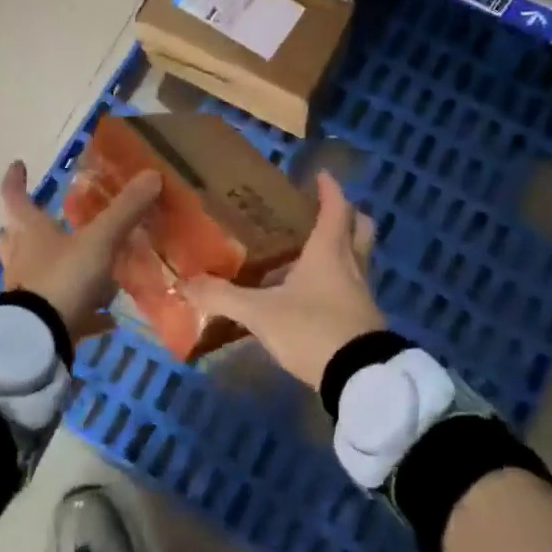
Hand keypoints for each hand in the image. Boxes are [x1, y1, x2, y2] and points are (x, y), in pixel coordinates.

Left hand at [0, 160, 160, 345]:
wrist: (39, 340)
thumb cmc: (63, 279)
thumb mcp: (99, 241)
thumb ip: (125, 210)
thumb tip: (152, 174)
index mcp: (30, 232)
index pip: (16, 198)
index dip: (16, 181)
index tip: (17, 165)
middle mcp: (24, 259)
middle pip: (19, 236)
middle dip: (30, 226)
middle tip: (46, 217)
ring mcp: (29, 292)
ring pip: (41, 273)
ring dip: (60, 267)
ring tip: (88, 267)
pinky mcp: (42, 321)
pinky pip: (65, 311)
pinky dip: (85, 312)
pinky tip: (107, 318)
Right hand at [182, 171, 384, 389]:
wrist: (359, 377)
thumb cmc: (312, 329)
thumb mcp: (261, 314)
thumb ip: (224, 298)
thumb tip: (186, 284)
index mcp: (329, 251)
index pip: (336, 207)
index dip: (330, 188)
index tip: (321, 174)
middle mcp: (352, 264)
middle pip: (361, 227)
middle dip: (347, 214)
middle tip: (323, 211)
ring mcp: (363, 292)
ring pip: (360, 256)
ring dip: (344, 247)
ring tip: (314, 251)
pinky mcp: (366, 317)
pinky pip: (355, 285)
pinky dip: (341, 278)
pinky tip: (318, 292)